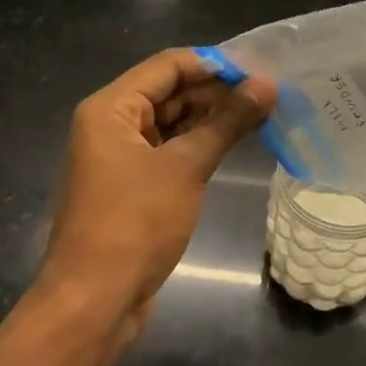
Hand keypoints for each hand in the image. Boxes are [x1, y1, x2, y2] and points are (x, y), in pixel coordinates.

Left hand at [38, 49, 274, 341]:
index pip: (168, 65)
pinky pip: (171, 150)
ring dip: (213, 118)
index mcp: (111, 108)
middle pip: (170, 91)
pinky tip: (236, 143)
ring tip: (263, 115)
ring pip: (172, 122)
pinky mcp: (134, 185)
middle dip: (218, 91)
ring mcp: (122, 156)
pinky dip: (201, 144)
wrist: (95, 301)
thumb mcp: (186, 167)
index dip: (215, 64)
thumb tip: (268, 85)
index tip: (260, 70)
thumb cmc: (135, 223)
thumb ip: (227, 122)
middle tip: (270, 94)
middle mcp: (112, 124)